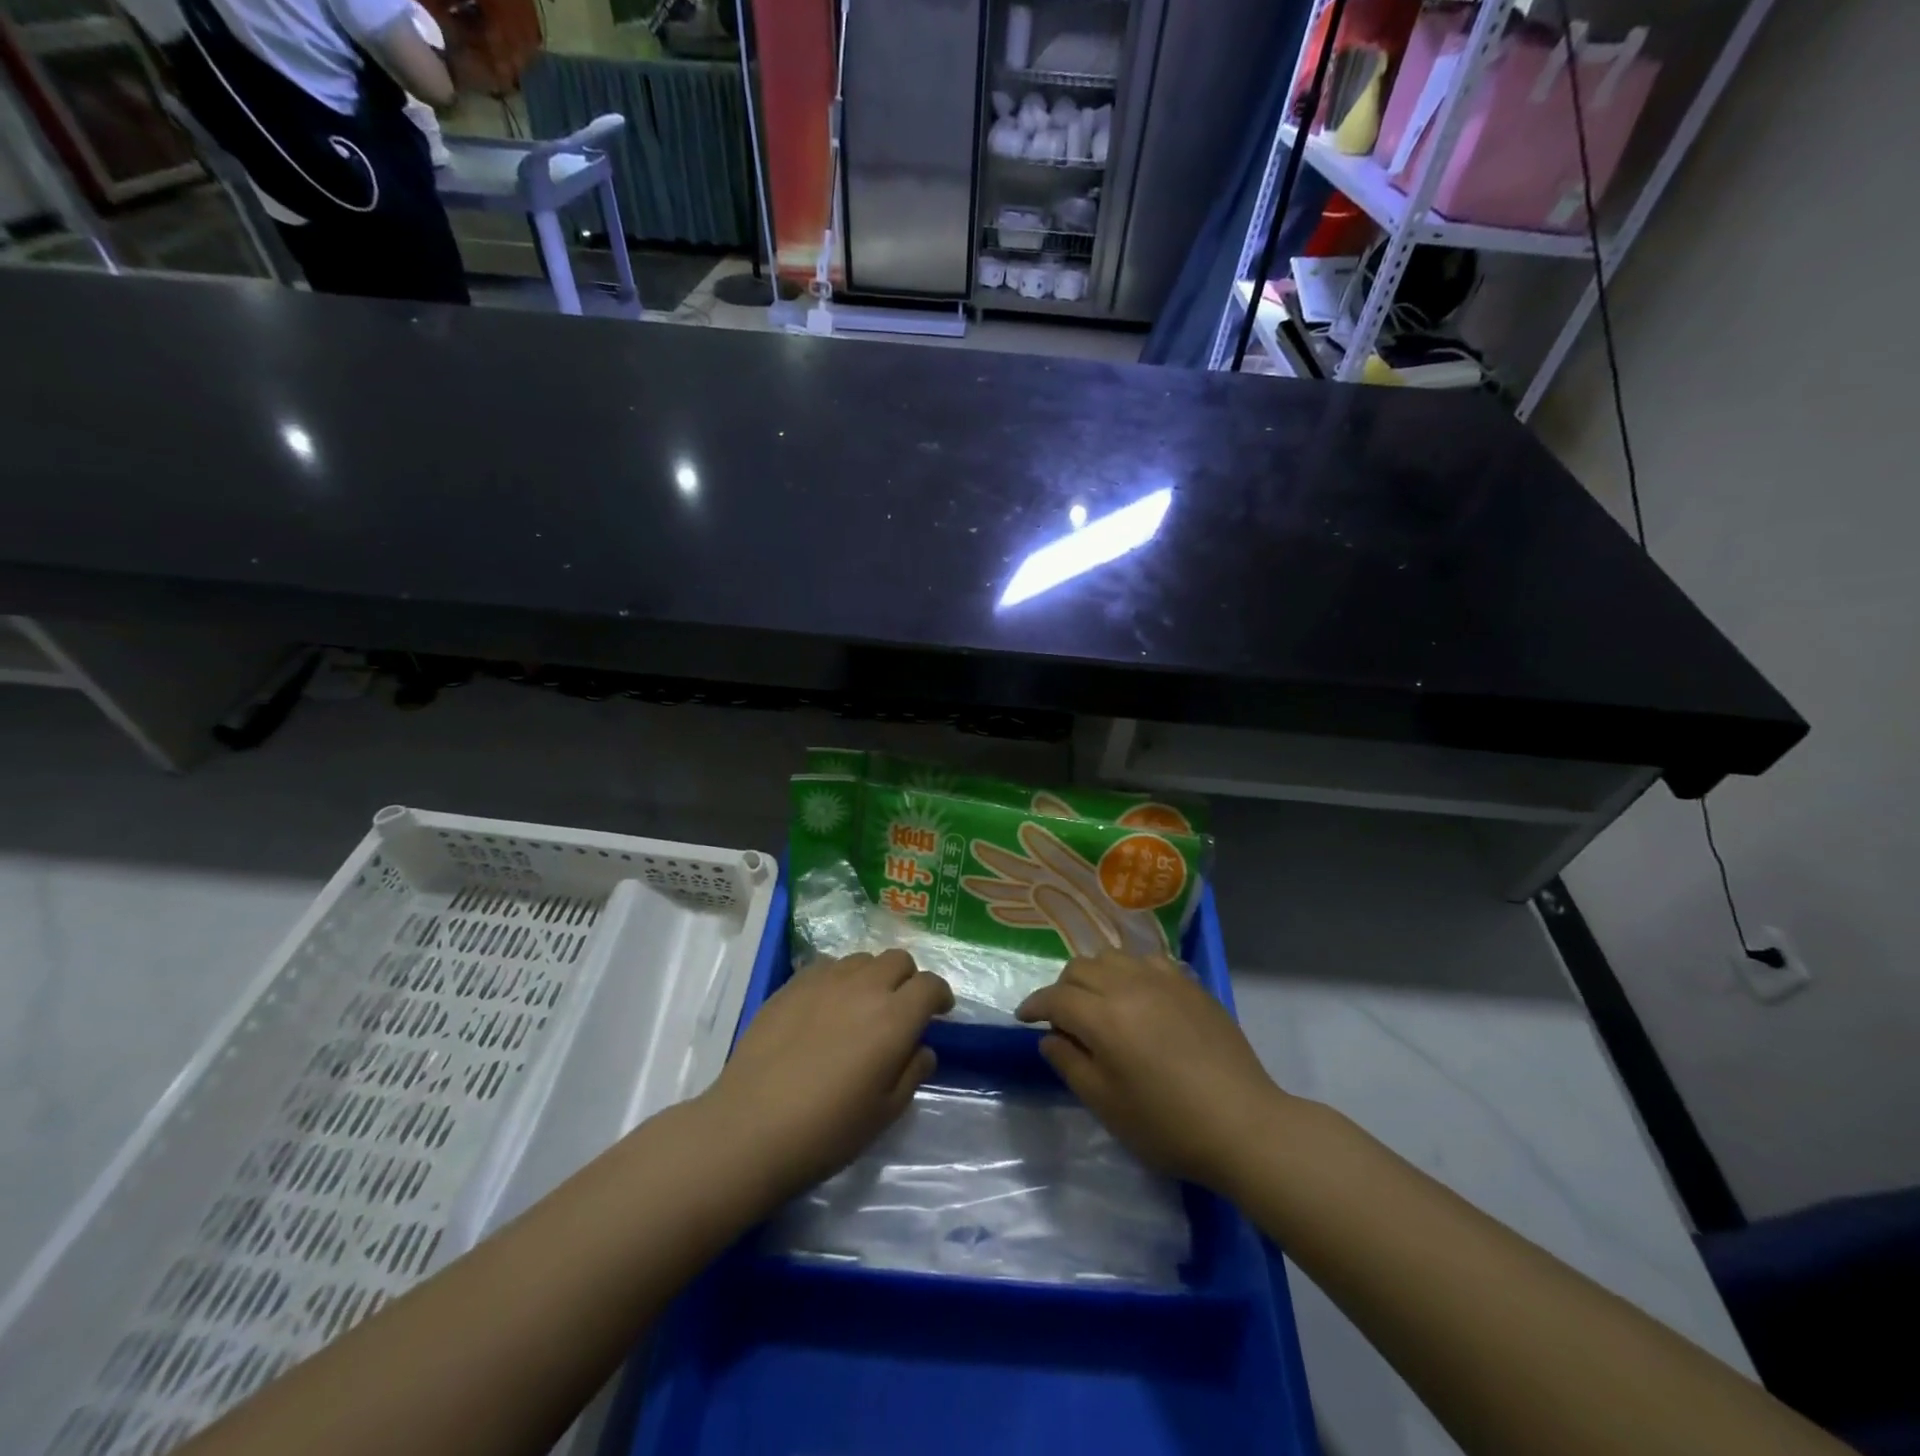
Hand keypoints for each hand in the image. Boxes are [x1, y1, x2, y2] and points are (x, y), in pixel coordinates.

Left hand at [699, 950, 952, 1205]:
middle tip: (901, 1008)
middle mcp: (864, 987)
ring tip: (862, 1006)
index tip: (940, 1011)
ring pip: (862, 959)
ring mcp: (824, 981)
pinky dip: (839, 979)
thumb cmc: (826, 1130)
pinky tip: (827, 1007)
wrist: (750, 1128)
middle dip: (908, 979)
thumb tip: (922, 1048)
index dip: (940, 995)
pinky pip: (827, 966)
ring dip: (873, 976)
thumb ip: (912, 1073)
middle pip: (898, 959)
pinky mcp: (791, 985)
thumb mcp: (884, 1113)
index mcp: (894, 1018)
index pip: (930, 984)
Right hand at [1017, 950, 1284, 1191]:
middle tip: (1063, 1016)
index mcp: (1104, 1017)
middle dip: (1062, 988)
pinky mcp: (1190, 984)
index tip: (1024, 1017)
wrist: (1244, 1124)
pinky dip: (1130, 971)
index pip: (1056, 997)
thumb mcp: (1107, 1105)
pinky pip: (1148, 960)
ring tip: (1099, 1001)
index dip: (1034, 1005)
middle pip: (1081, 967)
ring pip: (1113, 956)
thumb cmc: (1168, 1125)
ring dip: (1095, 974)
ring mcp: (1163, 979)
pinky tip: (1138, 995)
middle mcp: (1129, 985)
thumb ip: (1071, 1064)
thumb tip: (1050, 1038)